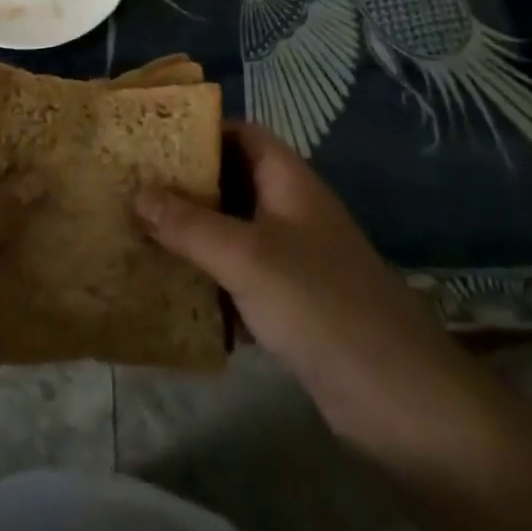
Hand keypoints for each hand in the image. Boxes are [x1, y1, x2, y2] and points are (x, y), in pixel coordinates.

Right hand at [135, 122, 497, 472]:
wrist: (398, 398)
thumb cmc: (320, 303)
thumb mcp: (246, 257)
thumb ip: (189, 225)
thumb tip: (136, 192)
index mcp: (287, 180)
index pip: (241, 134)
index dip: (200, 132)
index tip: (152, 143)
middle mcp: (290, 210)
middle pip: (232, 182)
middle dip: (186, 187)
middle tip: (133, 190)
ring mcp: (293, 258)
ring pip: (232, 232)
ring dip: (193, 236)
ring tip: (139, 236)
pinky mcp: (291, 304)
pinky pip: (240, 278)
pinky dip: (210, 281)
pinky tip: (171, 293)